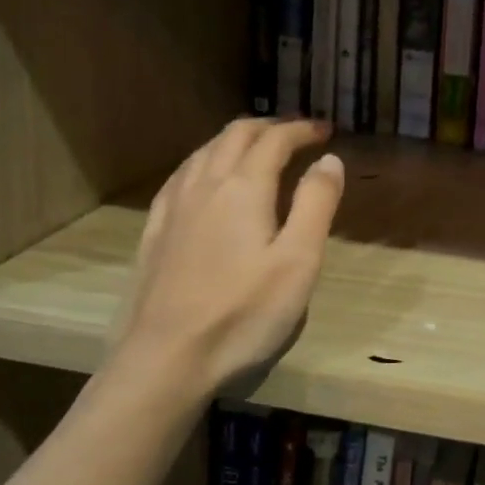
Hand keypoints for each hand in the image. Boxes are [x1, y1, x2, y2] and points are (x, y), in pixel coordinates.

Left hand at [114, 118, 343, 392]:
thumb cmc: (244, 313)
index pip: (275, 140)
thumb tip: (329, 160)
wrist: (166, 357)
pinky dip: (205, 162)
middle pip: (236, 135)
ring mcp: (174, 207)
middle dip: (270, 127)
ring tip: (257, 148)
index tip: (326, 131)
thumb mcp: (298, 261)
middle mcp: (205, 184)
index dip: (302, 130)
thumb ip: (316, 204)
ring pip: (205, 151)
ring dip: (236, 140)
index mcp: (244, 188)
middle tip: (297, 134)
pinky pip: (181, 176)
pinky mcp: (154, 230)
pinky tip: (205, 178)